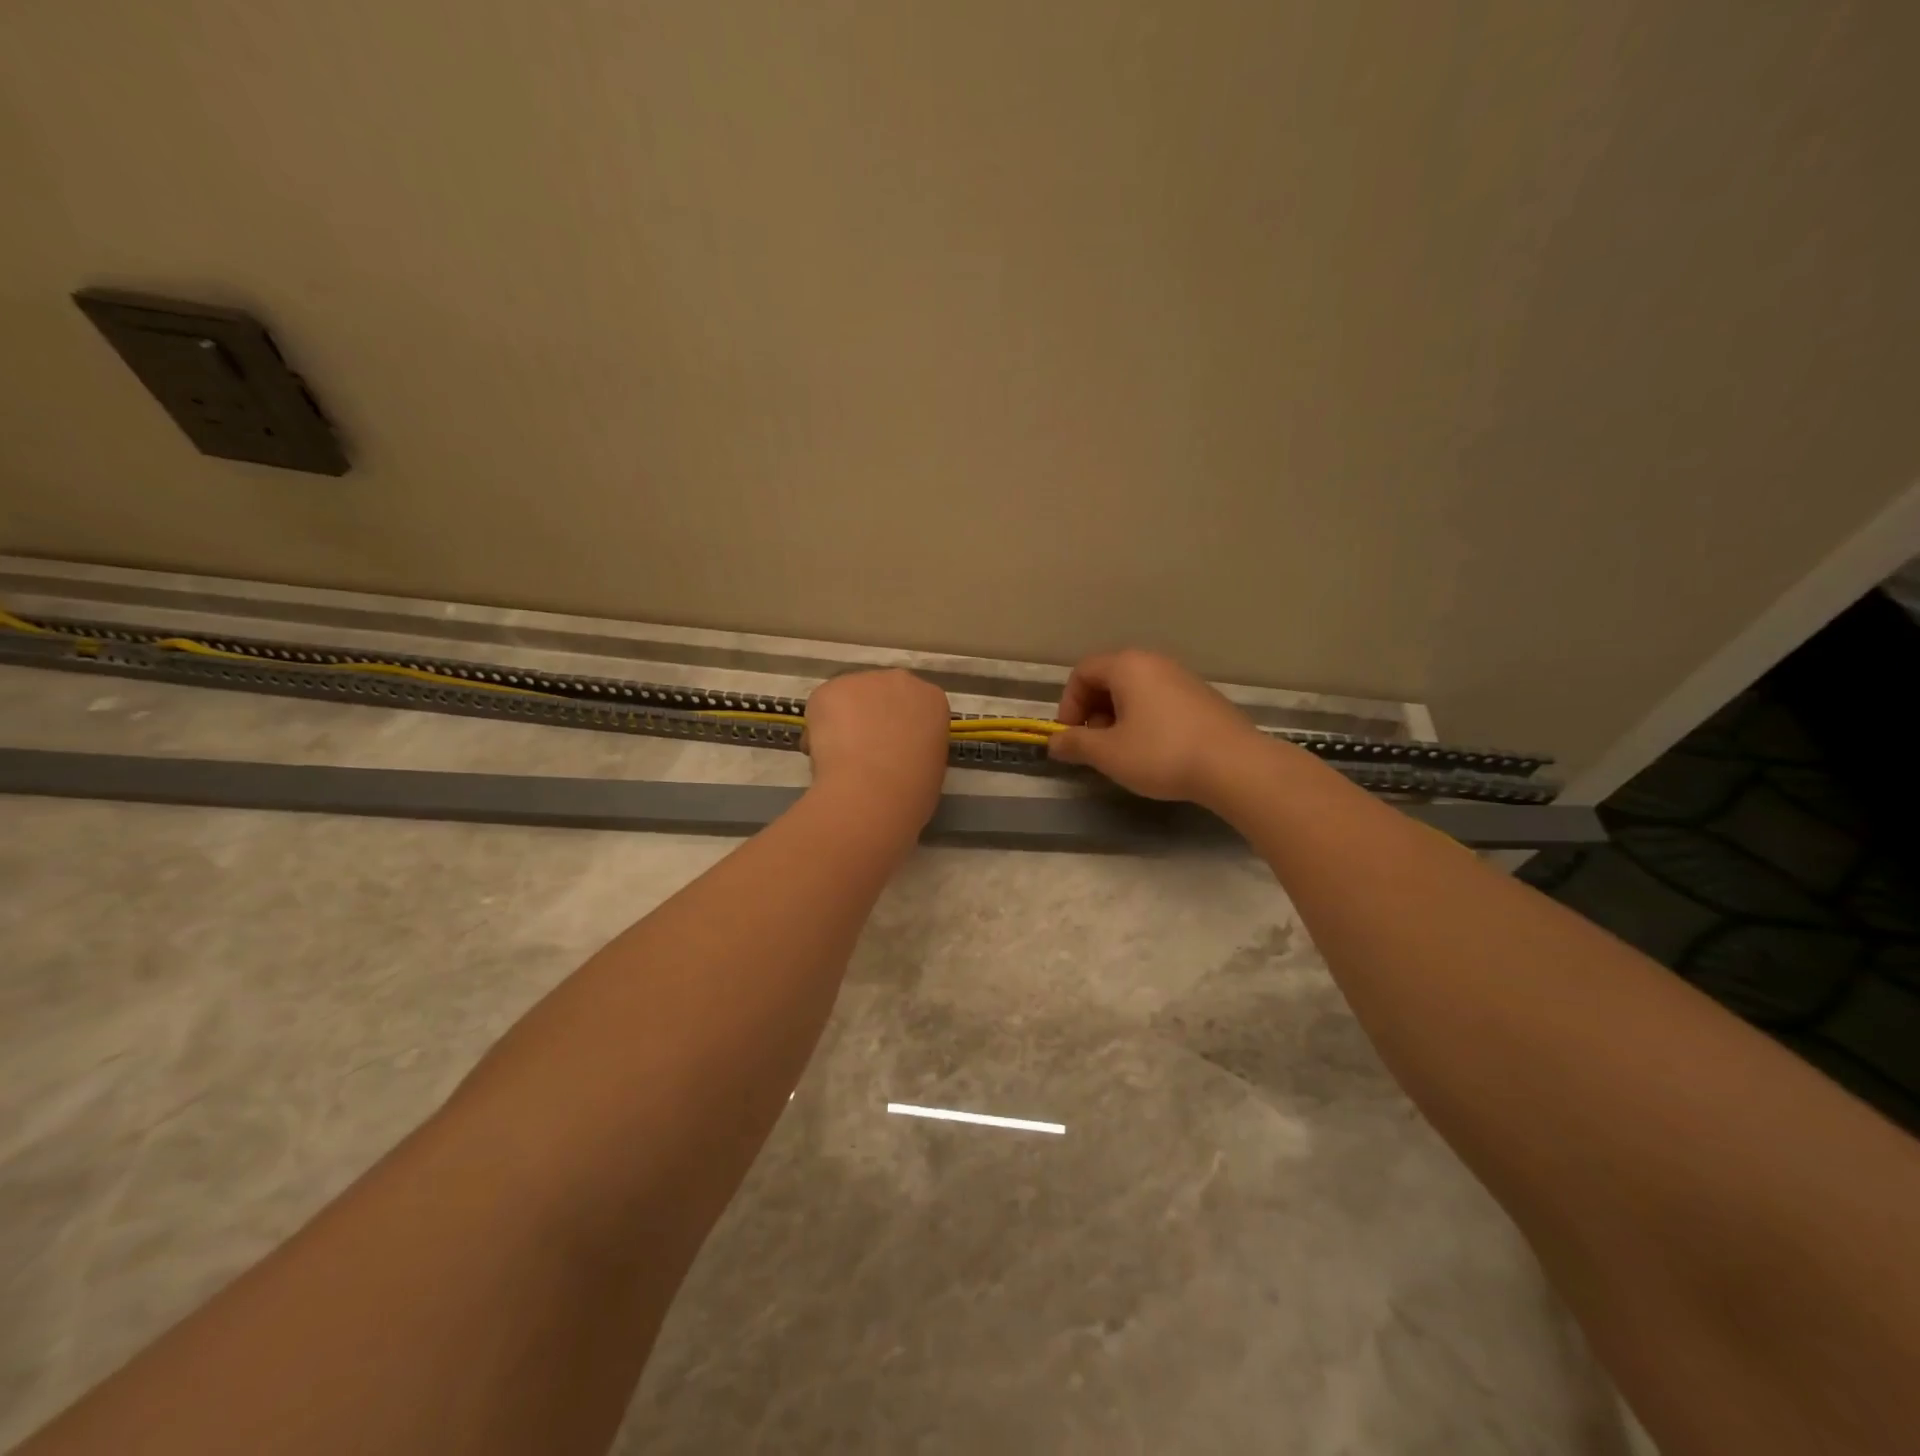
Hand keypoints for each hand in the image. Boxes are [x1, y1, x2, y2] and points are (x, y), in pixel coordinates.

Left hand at [802, 669, 950, 828]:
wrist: (874, 791)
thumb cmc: (913, 788)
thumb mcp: (932, 765)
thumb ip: (917, 746)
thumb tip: (897, 752)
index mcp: (932, 700)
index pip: (915, 706)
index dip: (899, 727)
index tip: (892, 748)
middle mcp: (901, 680)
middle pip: (881, 693)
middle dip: (871, 716)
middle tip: (864, 751)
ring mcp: (864, 681)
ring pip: (849, 699)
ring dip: (844, 721)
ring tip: (841, 758)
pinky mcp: (831, 689)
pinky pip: (822, 707)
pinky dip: (819, 730)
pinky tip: (826, 755)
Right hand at [1047, 650, 1268, 804]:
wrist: (1234, 765)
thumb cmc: (1161, 753)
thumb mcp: (1108, 753)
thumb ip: (1075, 743)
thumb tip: (1054, 741)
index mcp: (1127, 666)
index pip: (1082, 672)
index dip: (1069, 704)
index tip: (1072, 736)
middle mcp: (1154, 662)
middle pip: (1109, 678)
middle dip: (1093, 711)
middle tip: (1096, 745)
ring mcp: (1182, 677)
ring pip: (1135, 691)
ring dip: (1118, 718)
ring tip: (1124, 752)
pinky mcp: (1202, 697)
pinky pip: (1159, 700)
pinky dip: (1145, 720)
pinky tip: (1154, 751)